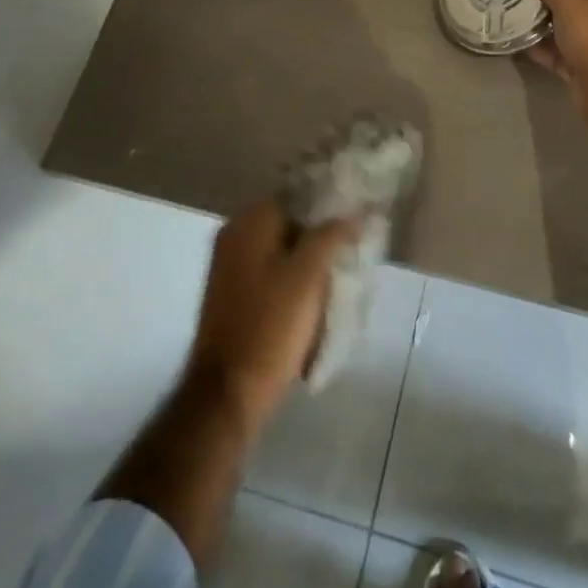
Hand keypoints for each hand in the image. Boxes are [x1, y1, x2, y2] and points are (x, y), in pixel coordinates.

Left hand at [187, 200, 359, 434]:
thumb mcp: (308, 275)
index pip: (297, 193)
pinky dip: (295, 276)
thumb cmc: (270, 326)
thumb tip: (358, 210)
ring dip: (310, 256)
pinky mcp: (235, 295)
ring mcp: (231, 266)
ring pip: (283, 248)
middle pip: (290, 220)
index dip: (329, 202)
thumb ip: (332, 235)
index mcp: (248, 222)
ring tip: (344, 267)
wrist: (228, 393)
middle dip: (322, 231)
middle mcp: (235, 236)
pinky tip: (319, 292)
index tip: (358, 213)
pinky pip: (272, 271)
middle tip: (356, 242)